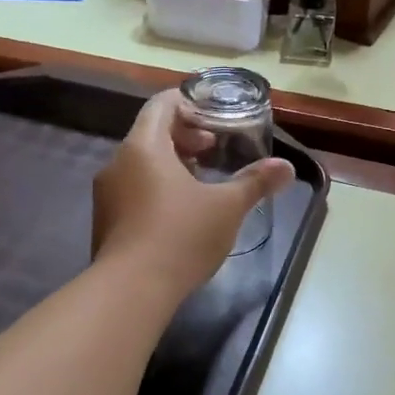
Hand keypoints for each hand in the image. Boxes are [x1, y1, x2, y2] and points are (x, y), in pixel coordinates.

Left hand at [92, 90, 293, 300]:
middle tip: (214, 149)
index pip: (161, 105)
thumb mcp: (228, 206)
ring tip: (202, 181)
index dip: (188, 103)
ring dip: (172, 164)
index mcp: (144, 147)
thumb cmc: (181, 235)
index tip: (214, 115)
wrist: (131, 291)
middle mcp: (118, 163)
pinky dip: (157, 187)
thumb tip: (288, 167)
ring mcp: (107, 194)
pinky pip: (133, 189)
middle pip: (151, 133)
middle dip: (185, 136)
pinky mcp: (106, 222)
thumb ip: (256, 182)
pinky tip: (181, 212)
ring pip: (141, 164)